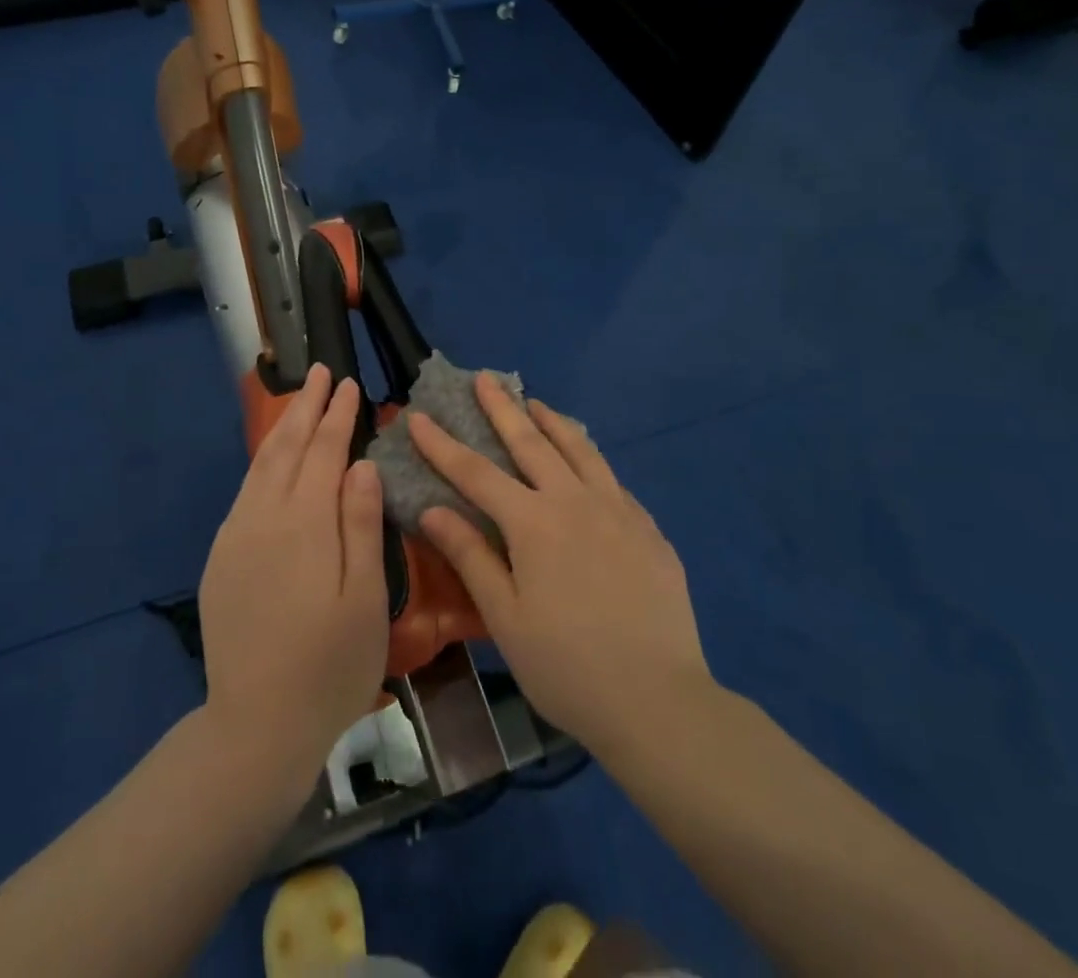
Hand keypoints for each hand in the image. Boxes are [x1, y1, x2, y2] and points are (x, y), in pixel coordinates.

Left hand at [197, 366, 388, 778]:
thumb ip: (361, 524)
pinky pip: (246, 491)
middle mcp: (265, 517)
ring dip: (282, 427)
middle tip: (321, 372)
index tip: (349, 384)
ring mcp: (237, 536)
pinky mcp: (222, 557)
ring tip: (299, 400)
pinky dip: (263, 462)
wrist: (255, 725)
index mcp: (305, 523)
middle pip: (287, 447)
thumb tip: (362, 464)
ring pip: (261, 464)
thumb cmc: (330, 665)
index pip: (324, 452)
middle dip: (306, 406)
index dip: (338, 416)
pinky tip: (273, 459)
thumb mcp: (365, 598)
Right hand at [410, 375, 711, 757]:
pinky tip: (586, 463)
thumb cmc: (567, 666)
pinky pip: (611, 479)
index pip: (476, 472)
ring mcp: (618, 511)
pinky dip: (590, 459)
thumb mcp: (506, 618)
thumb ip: (471, 556)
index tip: (418, 416)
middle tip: (484, 378)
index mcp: (534, 523)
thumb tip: (434, 509)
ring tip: (535, 402)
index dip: (442, 444)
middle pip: (531, 442)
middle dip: (502, 408)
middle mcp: (575, 502)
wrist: (659, 700)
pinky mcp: (648, 529)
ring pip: (580, 449)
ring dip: (552, 421)